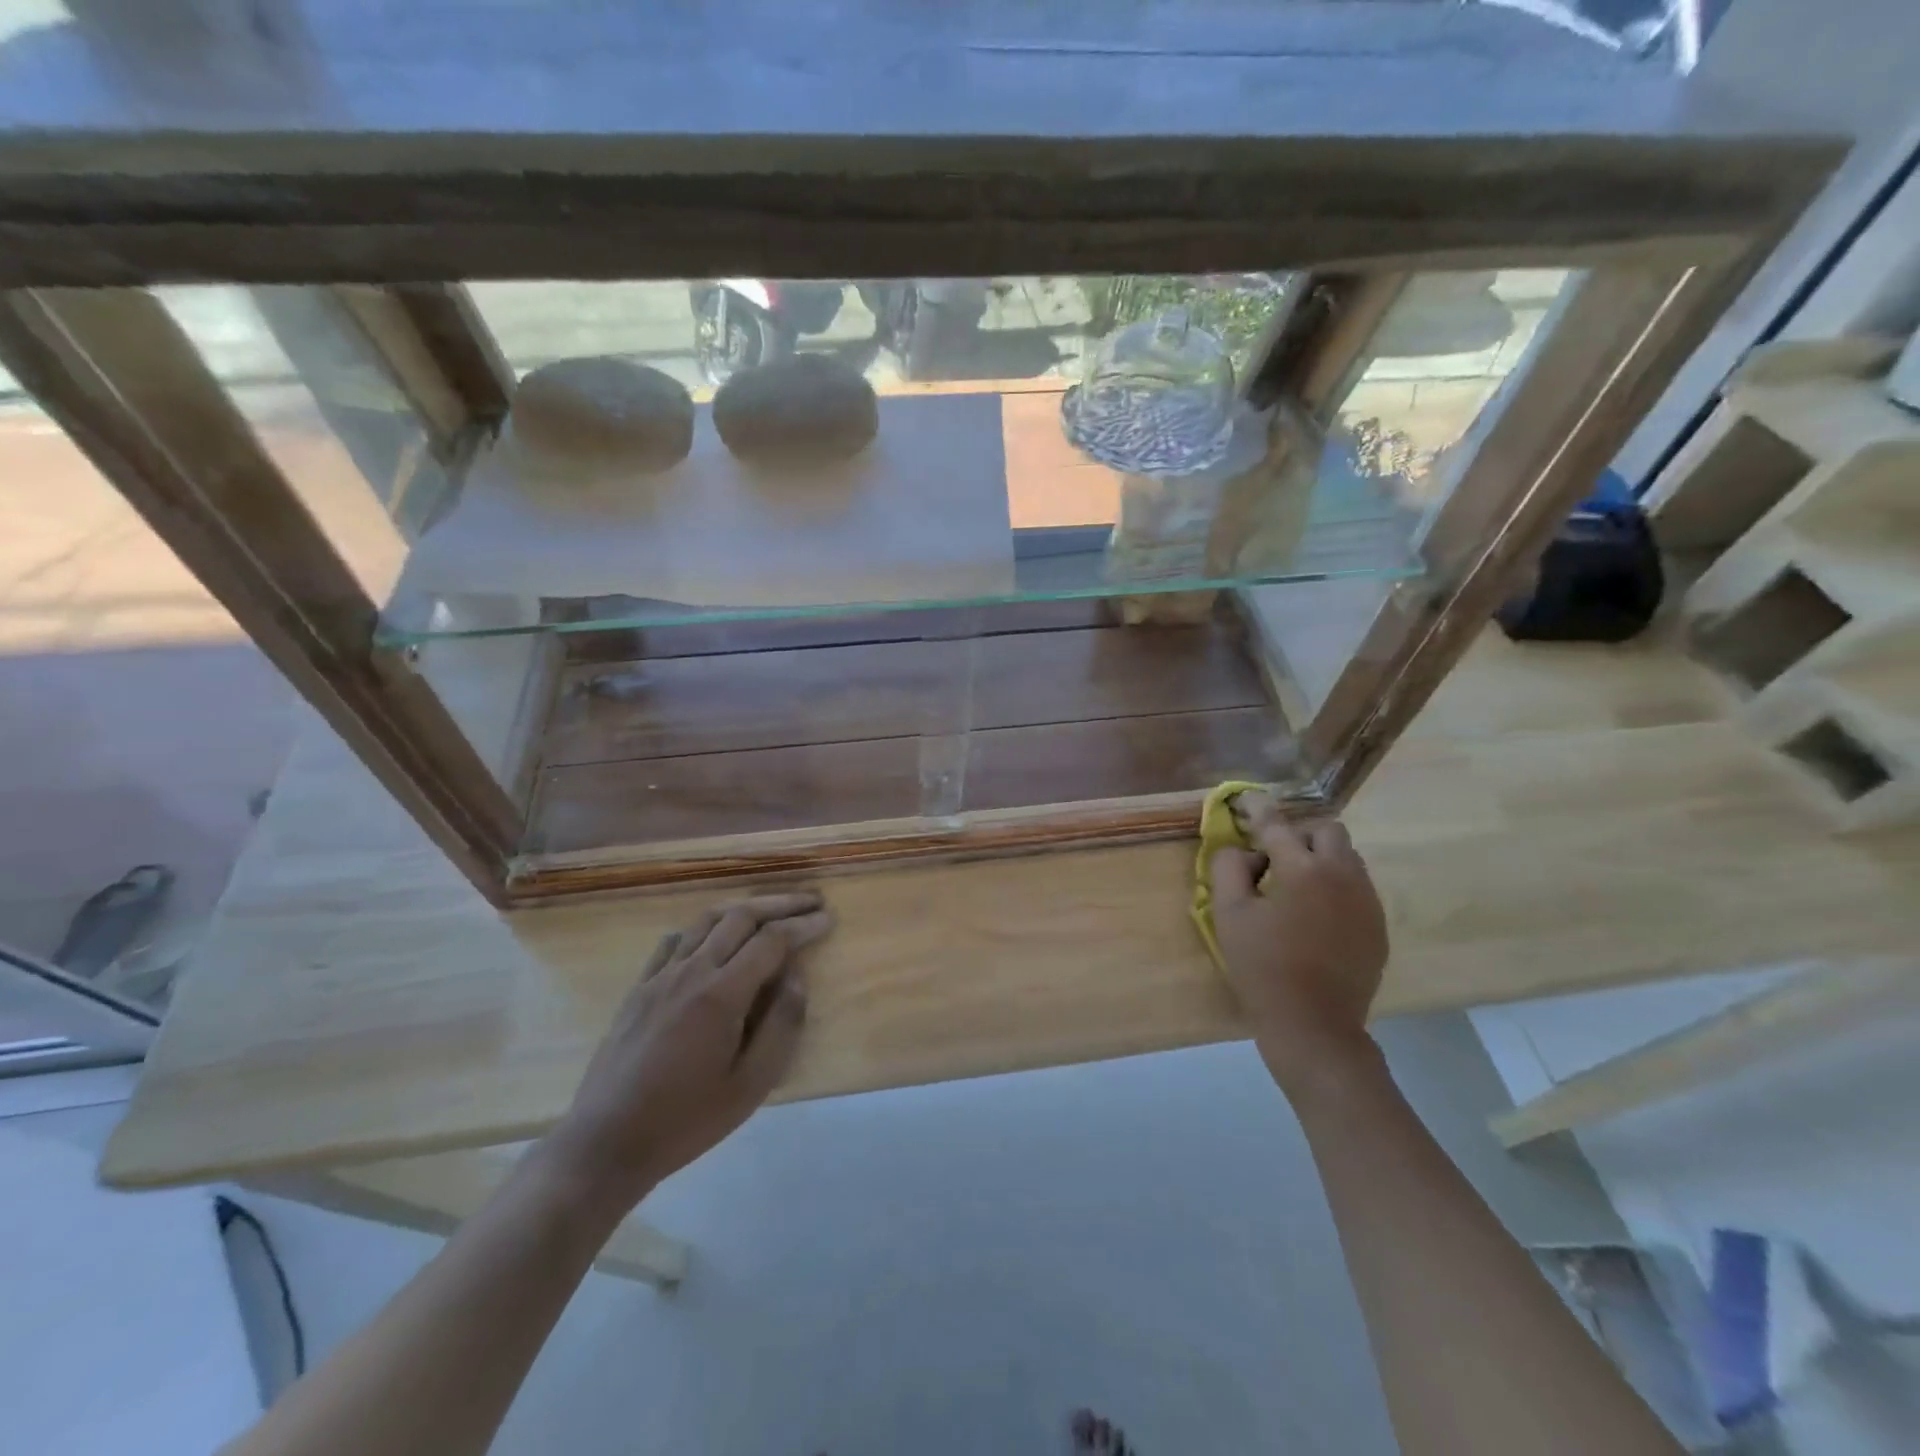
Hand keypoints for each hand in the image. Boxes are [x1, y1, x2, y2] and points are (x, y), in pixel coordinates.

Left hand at [541, 892, 832, 1211]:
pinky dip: (704, 928)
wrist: (606, 1142)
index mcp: (721, 994)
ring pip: (706, 920)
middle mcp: (691, 971)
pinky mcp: (639, 987)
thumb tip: (797, 976)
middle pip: (741, 916)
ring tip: (770, 910)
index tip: (828, 919)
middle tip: (810, 902)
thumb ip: (782, 1025)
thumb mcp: (751, 1085)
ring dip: (744, 908)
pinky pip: (675, 940)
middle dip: (780, 904)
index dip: (803, 926)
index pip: (771, 940)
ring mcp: (660, 976)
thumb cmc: (686, 1119)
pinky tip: (713, 938)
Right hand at [1209, 817, 1388, 1099]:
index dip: (1257, 808)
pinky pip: (1358, 888)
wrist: (1315, 1026)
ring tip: (1295, 891)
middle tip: (1274, 861)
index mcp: (1303, 870)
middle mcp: (1343, 875)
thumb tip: (1244, 851)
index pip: (1277, 825)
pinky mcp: (1378, 926)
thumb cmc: (1263, 968)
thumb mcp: (1228, 915)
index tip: (1246, 798)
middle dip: (1299, 835)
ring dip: (1320, 860)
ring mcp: (1367, 901)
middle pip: (1328, 831)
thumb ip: (1229, 868)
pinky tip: (1315, 918)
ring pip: (1348, 858)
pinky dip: (1335, 888)